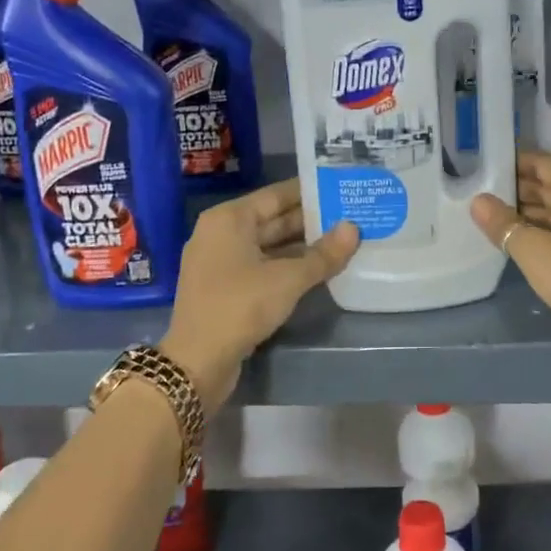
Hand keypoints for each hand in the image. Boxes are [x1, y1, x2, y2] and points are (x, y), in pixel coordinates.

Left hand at [160, 179, 358, 408]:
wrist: (197, 362)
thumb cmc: (240, 306)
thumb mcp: (288, 279)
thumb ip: (323, 254)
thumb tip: (354, 228)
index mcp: (230, 218)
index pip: (276, 195)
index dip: (310, 192)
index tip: (341, 188)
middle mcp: (221, 232)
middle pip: (272, 219)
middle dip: (310, 220)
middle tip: (351, 216)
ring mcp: (220, 261)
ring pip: (269, 245)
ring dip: (302, 246)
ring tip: (343, 241)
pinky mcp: (224, 287)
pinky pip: (261, 266)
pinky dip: (287, 266)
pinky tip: (318, 269)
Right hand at [471, 152, 550, 366]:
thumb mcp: (532, 250)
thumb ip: (503, 223)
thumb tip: (478, 200)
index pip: (543, 162)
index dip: (514, 162)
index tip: (484, 165)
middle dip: (519, 187)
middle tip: (482, 192)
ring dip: (531, 209)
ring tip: (495, 215)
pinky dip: (546, 227)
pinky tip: (523, 239)